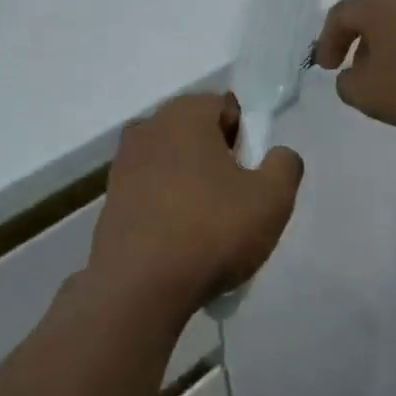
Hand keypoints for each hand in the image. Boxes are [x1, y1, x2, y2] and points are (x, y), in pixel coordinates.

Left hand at [88, 93, 303, 318]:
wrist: (138, 287)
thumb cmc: (211, 230)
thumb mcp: (272, 199)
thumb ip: (284, 165)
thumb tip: (277, 155)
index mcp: (184, 114)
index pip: (226, 108)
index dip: (246, 139)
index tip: (251, 176)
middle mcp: (148, 128)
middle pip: (197, 135)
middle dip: (219, 161)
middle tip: (236, 203)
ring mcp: (123, 164)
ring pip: (173, 164)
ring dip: (192, 185)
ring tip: (208, 228)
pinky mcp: (110, 200)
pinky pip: (151, 192)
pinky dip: (168, 207)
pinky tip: (180, 242)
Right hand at [314, 0, 395, 128]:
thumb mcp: (370, 94)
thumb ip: (348, 86)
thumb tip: (350, 76)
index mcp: (374, 2)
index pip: (339, 16)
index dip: (327, 43)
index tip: (327, 67)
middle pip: (374, 13)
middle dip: (362, 41)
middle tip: (358, 67)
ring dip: (395, 44)